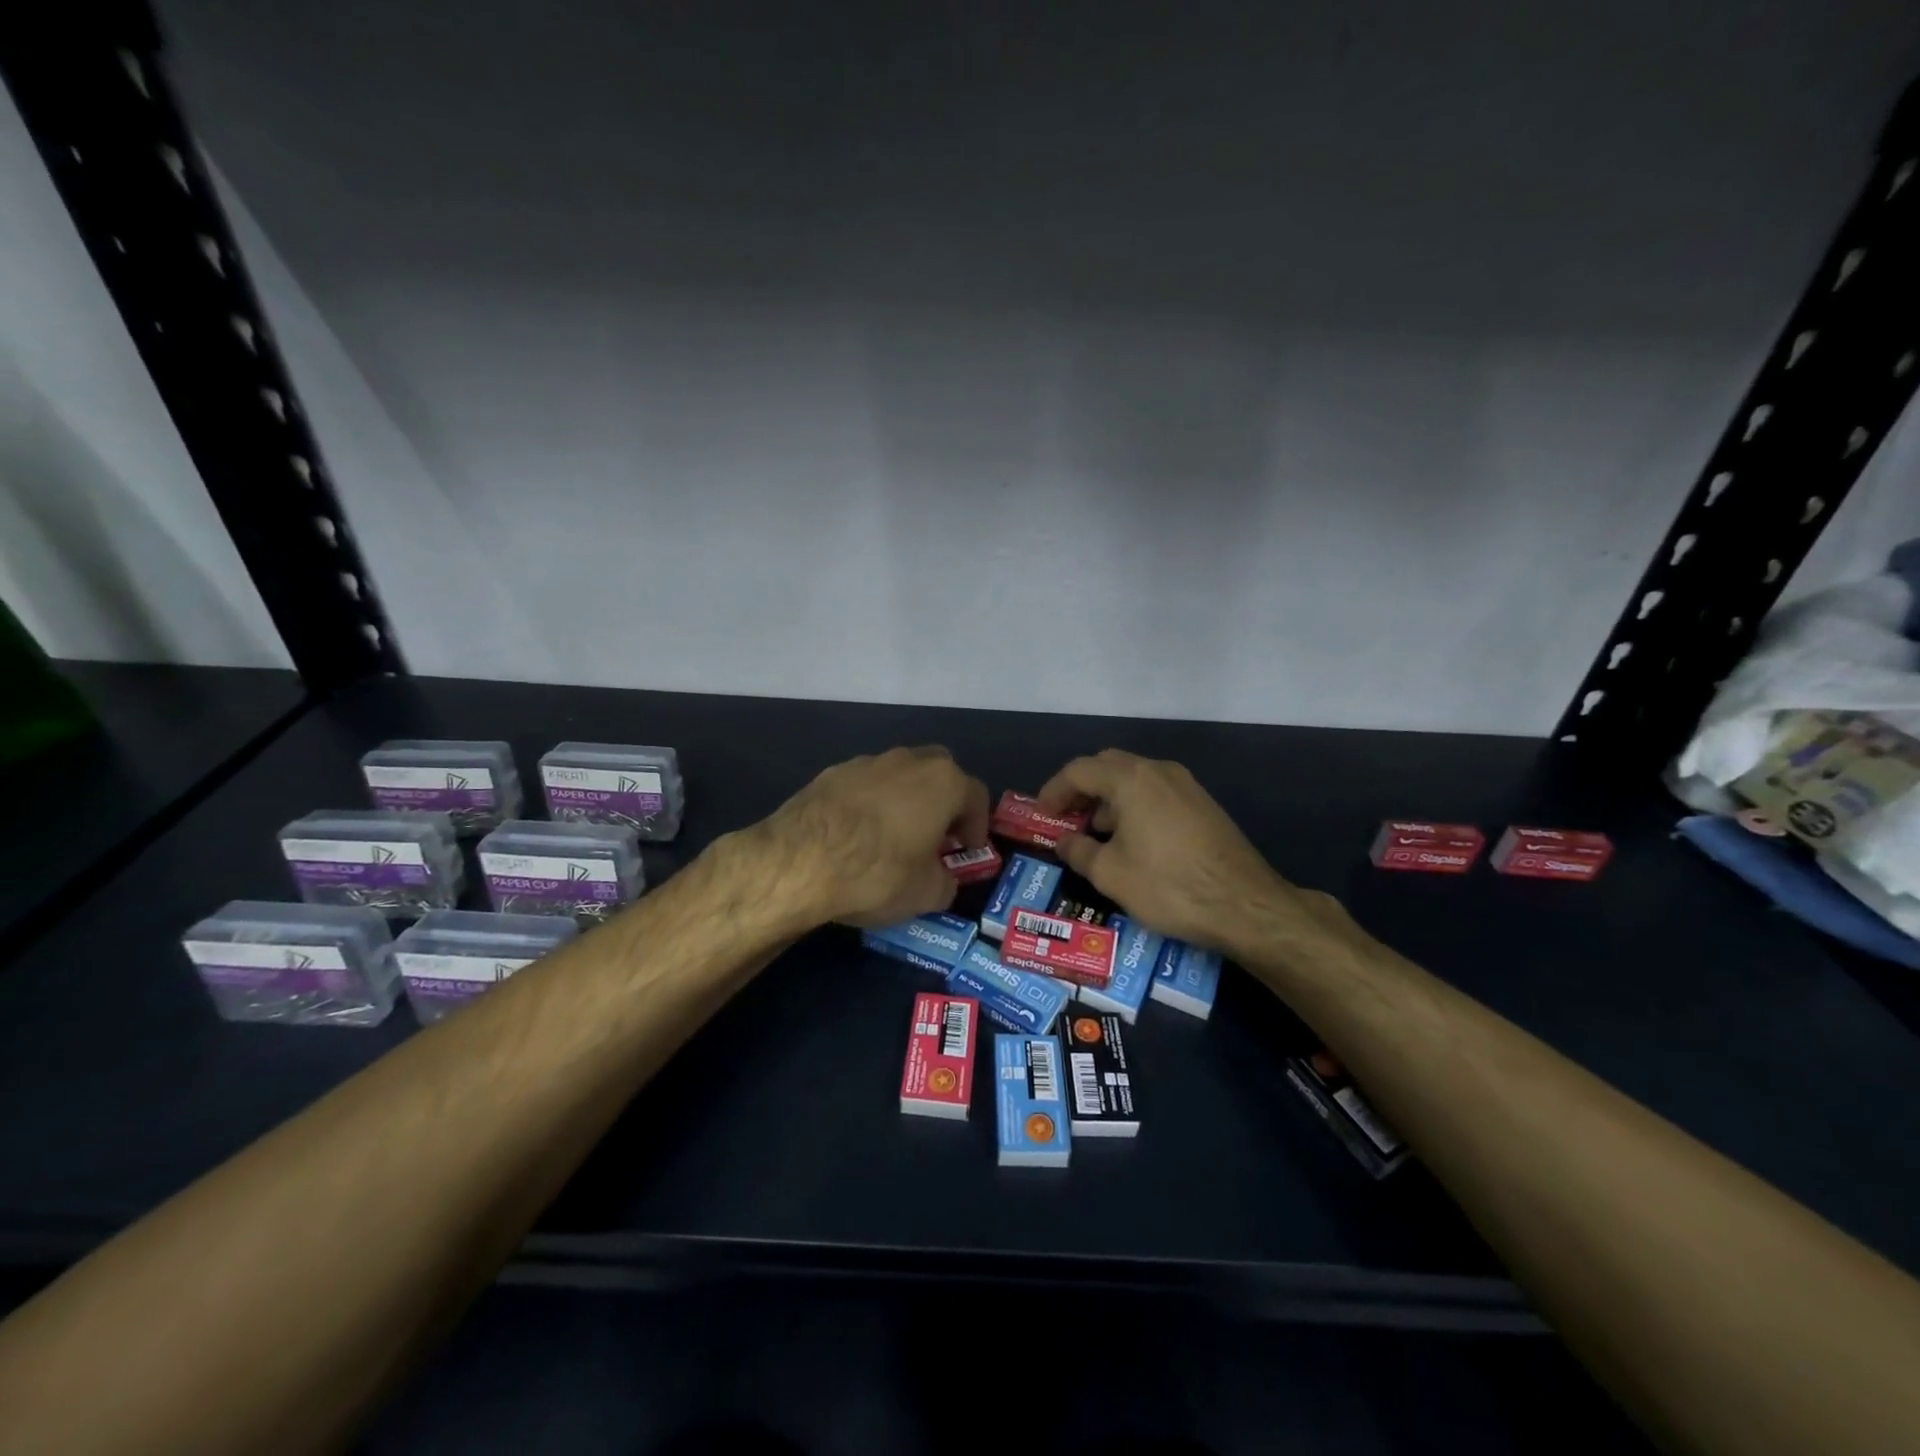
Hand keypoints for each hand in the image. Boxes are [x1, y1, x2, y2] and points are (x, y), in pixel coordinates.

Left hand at [753, 746, 988, 927]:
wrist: (799, 861)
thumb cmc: (878, 873)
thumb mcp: (927, 894)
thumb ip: (946, 882)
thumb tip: (942, 879)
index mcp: (943, 781)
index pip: (976, 796)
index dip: (977, 826)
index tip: (967, 851)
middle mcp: (908, 761)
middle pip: (938, 774)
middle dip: (942, 802)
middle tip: (936, 836)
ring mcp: (866, 762)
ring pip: (898, 776)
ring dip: (904, 800)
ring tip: (892, 838)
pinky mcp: (830, 773)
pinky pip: (864, 786)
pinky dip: (869, 805)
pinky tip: (855, 837)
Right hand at [1036, 749, 1305, 953]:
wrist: (1245, 905)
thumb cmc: (1168, 886)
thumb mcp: (1111, 874)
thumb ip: (1079, 851)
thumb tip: (1065, 841)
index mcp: (1131, 779)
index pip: (1079, 770)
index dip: (1055, 789)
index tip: (1042, 812)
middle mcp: (1158, 771)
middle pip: (1108, 766)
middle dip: (1082, 789)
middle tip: (1066, 817)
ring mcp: (1185, 785)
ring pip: (1134, 778)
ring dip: (1109, 798)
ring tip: (1096, 833)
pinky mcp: (1203, 804)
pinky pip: (1156, 792)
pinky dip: (1134, 805)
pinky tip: (1132, 840)